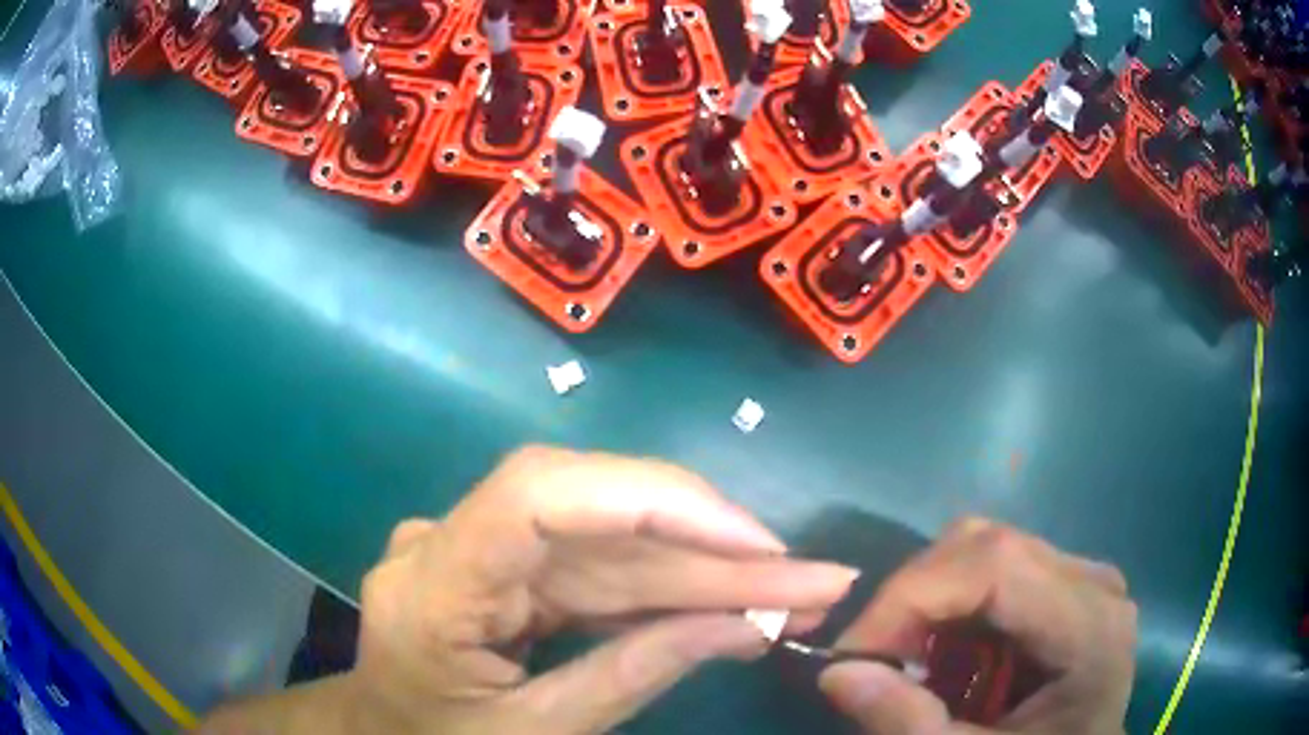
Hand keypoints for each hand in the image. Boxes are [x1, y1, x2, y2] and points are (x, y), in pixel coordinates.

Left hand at [348, 446, 858, 733]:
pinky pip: (597, 568)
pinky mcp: (504, 566)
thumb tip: (748, 626)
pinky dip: (669, 587)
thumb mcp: (538, 734)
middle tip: (812, 577)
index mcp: (431, 587)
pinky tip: (732, 600)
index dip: (654, 499)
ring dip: (708, 569)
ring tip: (794, 590)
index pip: (537, 495)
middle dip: (714, 549)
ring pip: (610, 543)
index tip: (754, 541)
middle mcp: (449, 544)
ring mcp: (477, 549)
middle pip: (596, 518)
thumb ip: (637, 674)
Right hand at [818, 518, 1136, 733]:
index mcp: (1089, 624)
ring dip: (928, 603)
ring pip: (983, 551)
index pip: (994, 564)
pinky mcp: (1064, 586)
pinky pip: (993, 573)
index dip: (911, 596)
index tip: (851, 652)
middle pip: (987, 546)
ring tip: (907, 661)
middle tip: (874, 660)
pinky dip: (951, 610)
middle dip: (913, 599)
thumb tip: (836, 672)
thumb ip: (908, 724)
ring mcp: (1081, 578)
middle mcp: (1092, 583)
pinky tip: (945, 655)